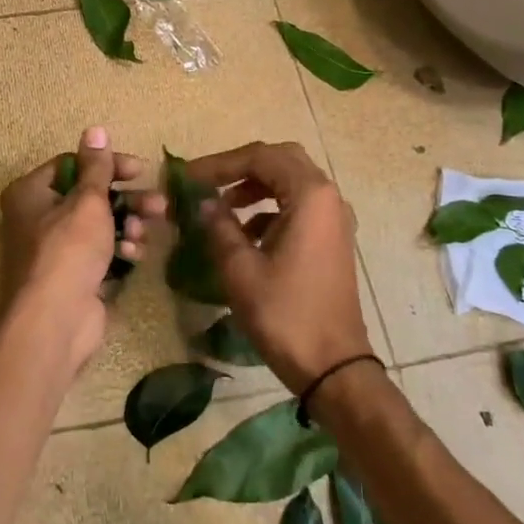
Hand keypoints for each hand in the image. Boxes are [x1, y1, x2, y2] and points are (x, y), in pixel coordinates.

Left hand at [0, 128, 163, 373]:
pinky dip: (119, 249)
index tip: (140, 170)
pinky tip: (134, 254)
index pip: (72, 165)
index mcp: (31, 193)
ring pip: (99, 226)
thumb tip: (95, 129)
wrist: (53, 323)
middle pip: (89, 197)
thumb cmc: (67, 251)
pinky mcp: (74, 277)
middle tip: (159, 203)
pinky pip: (101, 253)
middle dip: (127, 199)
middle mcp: (38, 218)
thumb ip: (96, 167)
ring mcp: (56, 251)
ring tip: (146, 229)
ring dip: (127, 224)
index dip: (107, 165)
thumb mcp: (87, 202)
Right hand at [185, 142, 369, 395]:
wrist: (333, 366)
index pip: (261, 157)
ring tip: (221, 207)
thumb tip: (205, 203)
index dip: (220, 163)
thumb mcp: (240, 269)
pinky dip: (270, 208)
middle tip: (208, 182)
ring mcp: (334, 219)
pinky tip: (244, 234)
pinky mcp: (332, 239)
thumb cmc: (285, 314)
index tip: (189, 177)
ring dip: (256, 186)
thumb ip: (220, 227)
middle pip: (281, 160)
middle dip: (241, 167)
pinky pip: (299, 206)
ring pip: (291, 182)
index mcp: (310, 195)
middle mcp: (328, 198)